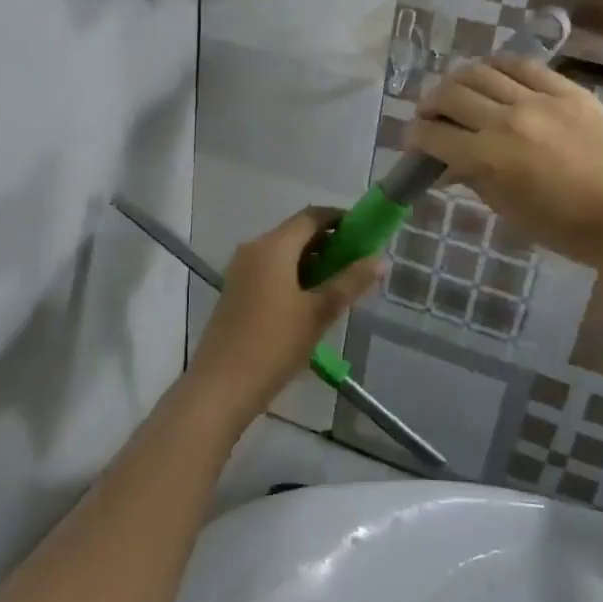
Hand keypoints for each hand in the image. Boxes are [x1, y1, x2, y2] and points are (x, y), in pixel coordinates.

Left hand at [184, 208, 383, 433]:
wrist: (221, 386)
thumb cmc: (274, 344)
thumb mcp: (319, 312)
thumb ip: (351, 282)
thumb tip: (381, 259)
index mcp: (273, 246)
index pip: (312, 216)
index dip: (341, 219)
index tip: (366, 234)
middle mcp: (254, 248)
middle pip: (297, 232)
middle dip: (330, 243)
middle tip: (358, 263)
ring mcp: (241, 269)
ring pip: (284, 252)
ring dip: (313, 261)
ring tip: (340, 284)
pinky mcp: (237, 290)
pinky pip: (271, 269)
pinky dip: (295, 274)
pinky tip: (312, 300)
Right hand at [404, 58, 602, 266]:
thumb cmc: (565, 227)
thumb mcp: (508, 210)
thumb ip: (473, 179)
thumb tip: (446, 164)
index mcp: (488, 158)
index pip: (433, 134)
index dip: (414, 135)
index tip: (412, 139)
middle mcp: (507, 120)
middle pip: (450, 95)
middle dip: (429, 104)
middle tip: (429, 115)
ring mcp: (539, 99)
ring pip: (481, 72)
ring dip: (458, 81)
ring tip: (456, 92)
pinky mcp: (567, 89)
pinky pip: (522, 65)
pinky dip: (498, 67)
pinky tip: (492, 75)